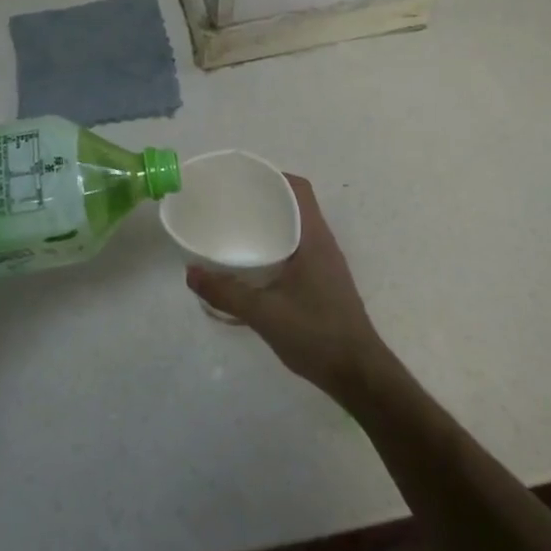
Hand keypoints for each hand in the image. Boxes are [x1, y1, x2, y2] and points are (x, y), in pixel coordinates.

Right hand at [185, 174, 394, 399]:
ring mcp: (326, 264)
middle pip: (295, 205)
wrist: (359, 375)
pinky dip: (276, 246)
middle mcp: (323, 244)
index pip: (298, 189)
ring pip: (297, 229)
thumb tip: (191, 273)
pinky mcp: (324, 283)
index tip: (242, 178)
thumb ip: (225, 292)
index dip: (272, 176)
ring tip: (237, 227)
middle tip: (230, 202)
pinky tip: (253, 264)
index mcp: (314, 238)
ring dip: (271, 223)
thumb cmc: (316, 334)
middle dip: (264, 198)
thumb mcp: (263, 313)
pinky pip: (297, 249)